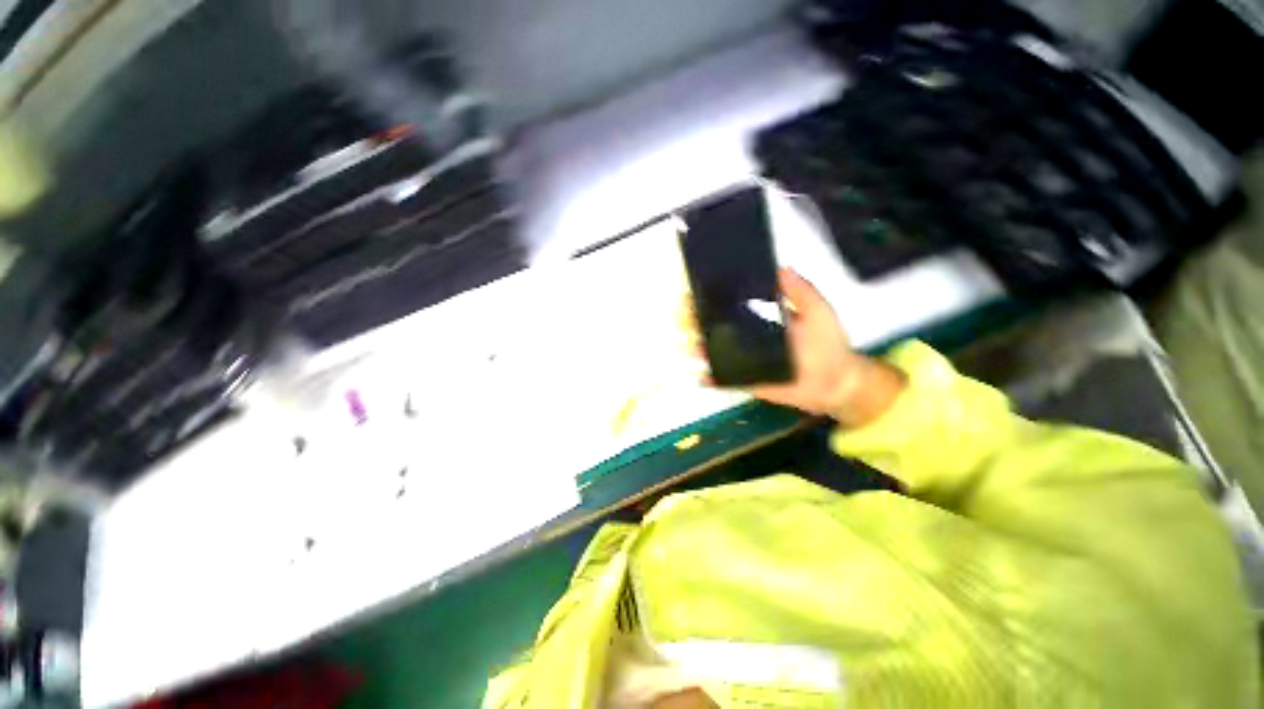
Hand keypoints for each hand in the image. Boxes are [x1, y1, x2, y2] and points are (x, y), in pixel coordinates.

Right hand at [687, 268, 904, 427]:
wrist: (836, 382)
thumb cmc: (828, 344)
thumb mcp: (819, 311)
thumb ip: (801, 291)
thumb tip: (781, 267)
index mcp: (759, 318)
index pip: (728, 305)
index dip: (709, 299)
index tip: (692, 292)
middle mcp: (747, 337)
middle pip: (714, 327)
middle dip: (693, 322)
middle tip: (681, 319)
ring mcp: (744, 360)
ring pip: (713, 352)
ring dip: (695, 348)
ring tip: (684, 344)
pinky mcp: (747, 380)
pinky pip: (724, 379)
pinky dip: (709, 378)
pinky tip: (699, 375)